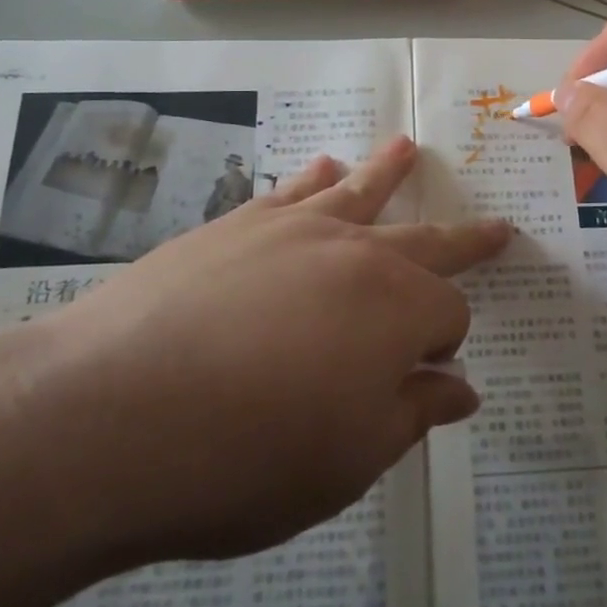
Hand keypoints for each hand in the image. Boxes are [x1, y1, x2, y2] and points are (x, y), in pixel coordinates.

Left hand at [18, 137, 509, 567]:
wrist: (109, 413)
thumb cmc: (246, 455)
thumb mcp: (349, 459)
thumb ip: (413, 414)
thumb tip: (461, 387)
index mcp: (397, 309)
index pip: (447, 317)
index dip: (445, 349)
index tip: (429, 378)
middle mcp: (357, 253)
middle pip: (426, 240)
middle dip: (466, 239)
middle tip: (497, 227)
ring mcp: (293, 228)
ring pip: (360, 190)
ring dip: (390, 172)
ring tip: (406, 147)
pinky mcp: (236, 223)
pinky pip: (291, 189)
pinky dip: (315, 177)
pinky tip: (322, 166)